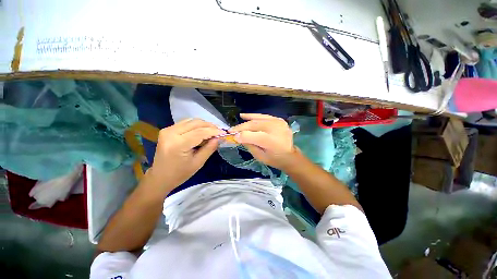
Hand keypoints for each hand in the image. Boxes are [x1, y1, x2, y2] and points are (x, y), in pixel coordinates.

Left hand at [148, 119, 223, 191]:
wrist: (160, 177)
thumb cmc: (180, 174)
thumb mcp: (198, 163)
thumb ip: (210, 148)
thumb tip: (219, 137)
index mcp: (178, 144)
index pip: (200, 132)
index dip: (214, 131)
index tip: (224, 133)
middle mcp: (171, 133)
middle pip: (196, 123)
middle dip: (210, 126)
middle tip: (219, 132)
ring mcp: (167, 130)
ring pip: (191, 121)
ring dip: (204, 125)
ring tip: (213, 131)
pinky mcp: (167, 130)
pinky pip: (186, 123)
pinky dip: (196, 125)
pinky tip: (202, 131)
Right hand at [229, 114, 297, 170]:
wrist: (290, 156)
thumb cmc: (275, 159)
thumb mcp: (259, 156)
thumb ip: (249, 145)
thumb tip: (238, 136)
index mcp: (271, 141)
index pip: (251, 136)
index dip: (240, 135)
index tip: (232, 137)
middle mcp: (275, 129)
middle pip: (253, 125)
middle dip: (241, 128)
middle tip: (232, 130)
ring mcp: (278, 122)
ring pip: (257, 119)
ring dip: (245, 121)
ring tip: (236, 125)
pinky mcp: (279, 120)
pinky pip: (263, 116)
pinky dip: (253, 116)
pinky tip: (244, 115)